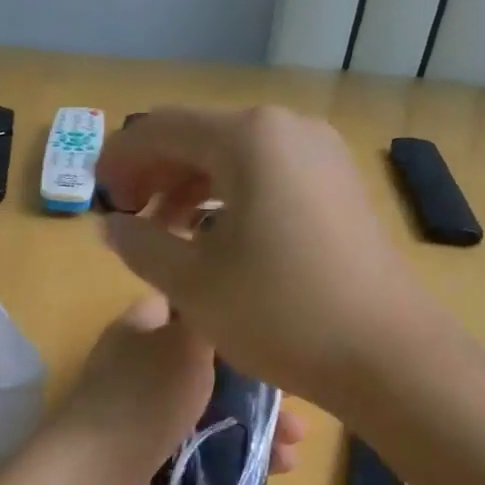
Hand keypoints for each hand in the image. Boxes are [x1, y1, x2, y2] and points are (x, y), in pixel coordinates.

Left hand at [46, 296, 305, 484]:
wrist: (96, 477)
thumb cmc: (146, 396)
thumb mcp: (186, 342)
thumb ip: (209, 320)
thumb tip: (222, 304)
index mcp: (139, 329)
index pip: (185, 307)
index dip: (226, 313)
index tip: (269, 330)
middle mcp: (138, 366)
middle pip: (206, 365)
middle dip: (254, 383)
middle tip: (297, 403)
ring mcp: (141, 413)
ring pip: (209, 409)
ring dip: (254, 424)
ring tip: (294, 448)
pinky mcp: (148, 456)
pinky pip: (201, 446)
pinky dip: (235, 453)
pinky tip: (272, 469)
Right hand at [95, 106, 451, 413]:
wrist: (387, 355)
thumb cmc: (279, 313)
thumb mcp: (191, 282)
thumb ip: (140, 244)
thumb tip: (112, 225)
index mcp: (248, 138)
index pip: (161, 129)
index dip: (119, 159)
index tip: (97, 197)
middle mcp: (287, 129)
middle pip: (199, 137)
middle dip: (155, 174)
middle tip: (127, 219)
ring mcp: (320, 155)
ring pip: (234, 157)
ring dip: (190, 188)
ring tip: (165, 233)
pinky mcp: (338, 186)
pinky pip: (267, 175)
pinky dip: (229, 198)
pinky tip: (214, 238)